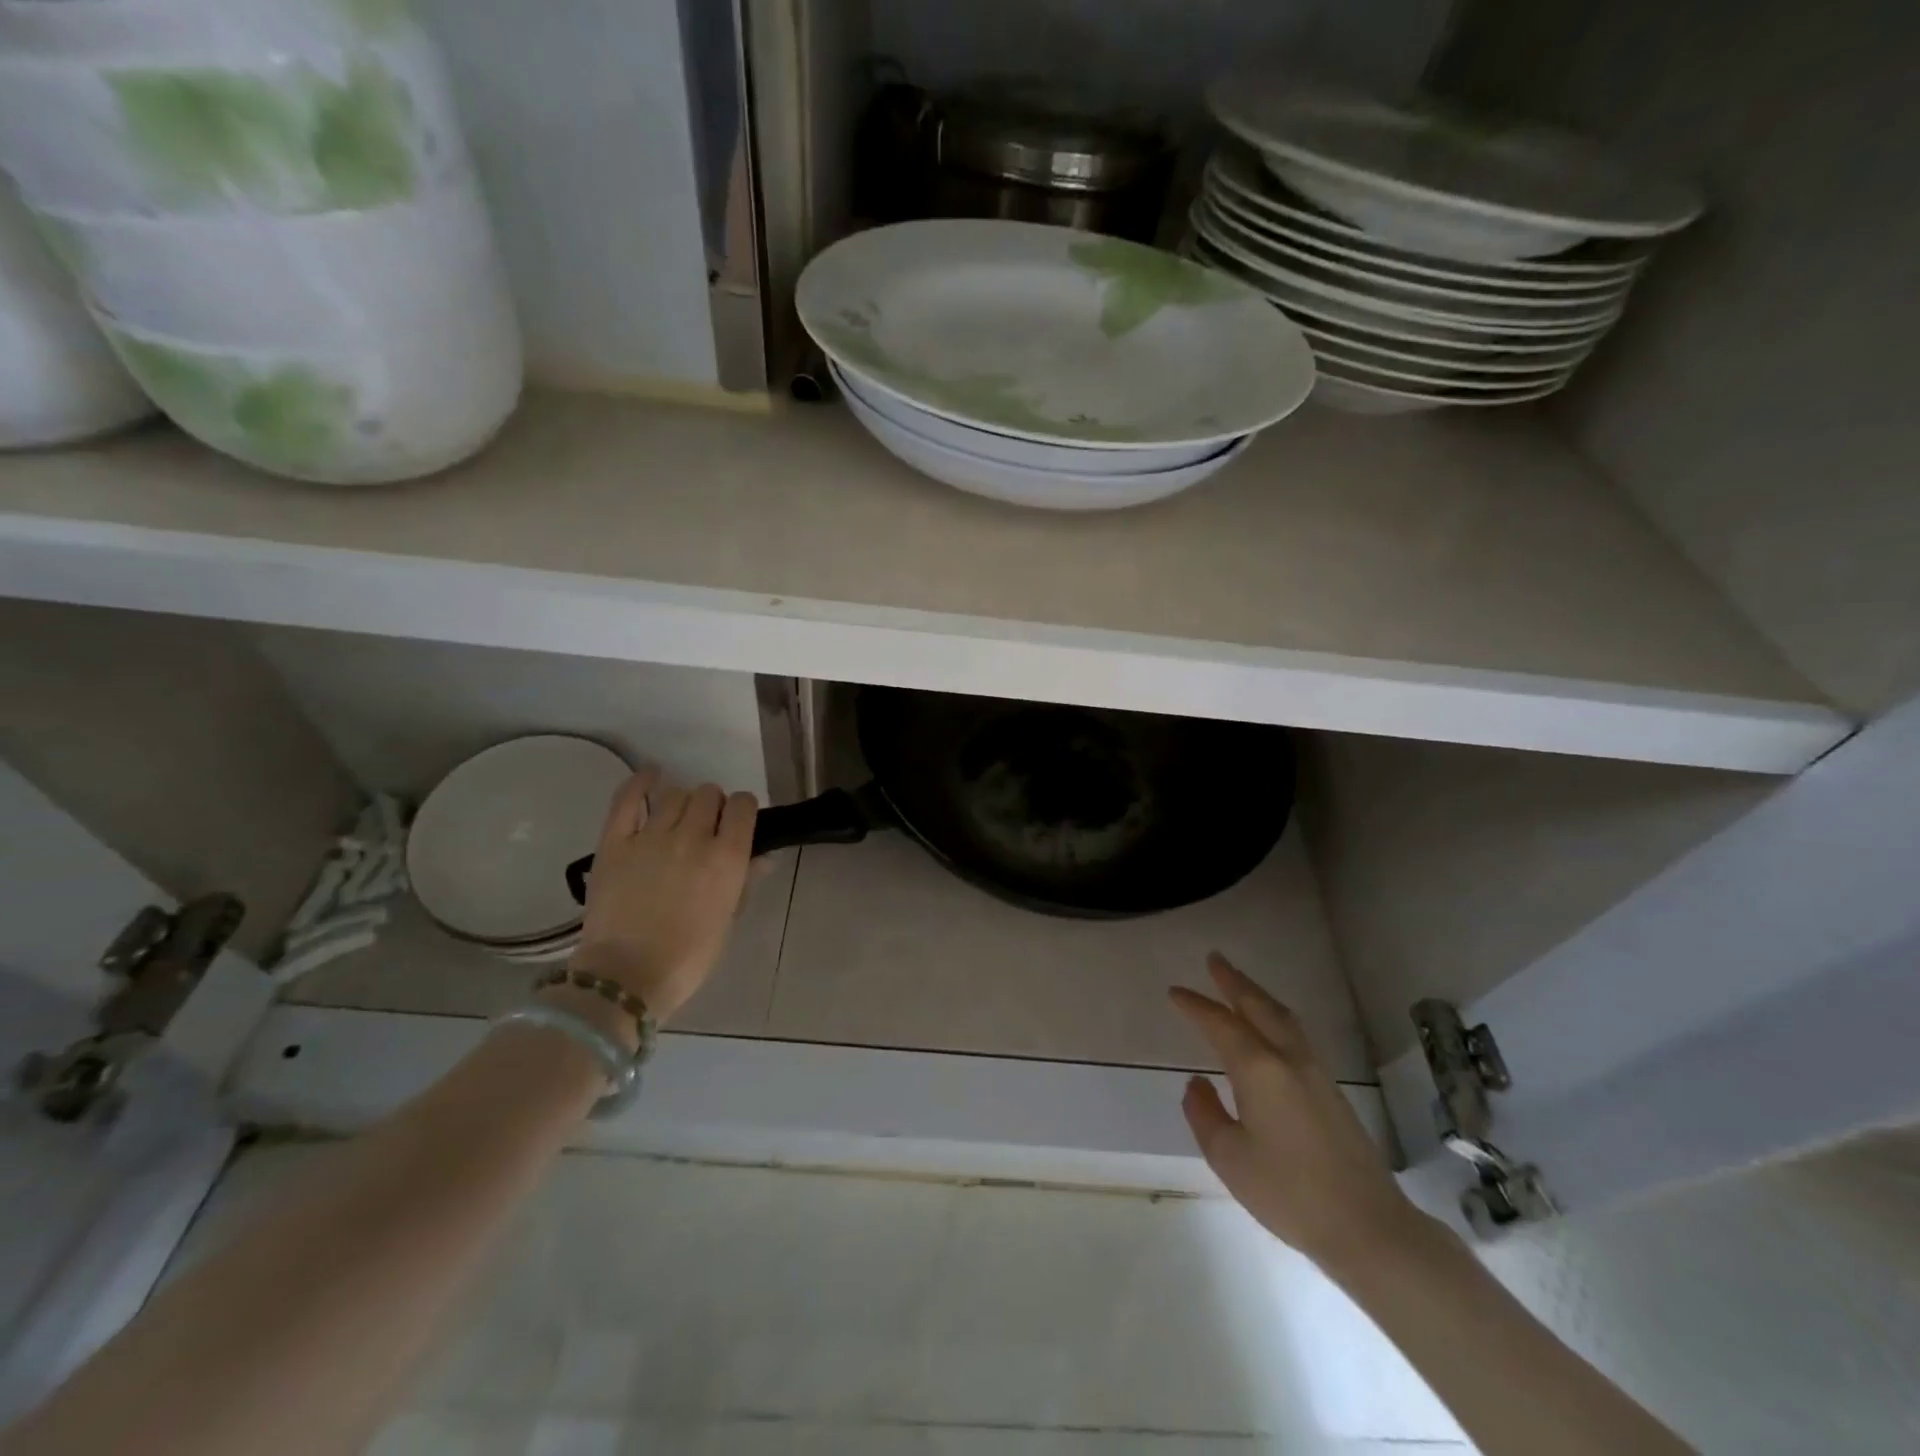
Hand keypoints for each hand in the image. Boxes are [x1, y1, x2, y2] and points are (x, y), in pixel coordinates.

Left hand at [570, 769, 758, 1022]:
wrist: (626, 976)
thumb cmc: (688, 956)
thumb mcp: (728, 919)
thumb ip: (745, 881)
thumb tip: (762, 857)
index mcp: (727, 857)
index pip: (744, 806)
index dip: (743, 810)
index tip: (738, 823)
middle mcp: (694, 837)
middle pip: (709, 795)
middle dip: (713, 806)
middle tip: (706, 828)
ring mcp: (651, 836)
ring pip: (676, 794)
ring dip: (683, 802)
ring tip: (677, 820)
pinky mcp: (615, 841)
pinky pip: (628, 798)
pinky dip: (641, 782)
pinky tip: (650, 776)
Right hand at [1170, 954, 1431, 1272]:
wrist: (1369, 1227)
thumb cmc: (1289, 1192)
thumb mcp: (1229, 1157)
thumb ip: (1205, 1113)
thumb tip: (1198, 1082)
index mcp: (1259, 1068)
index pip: (1220, 1024)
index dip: (1195, 1006)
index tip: (1174, 992)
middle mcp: (1288, 1058)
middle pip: (1258, 1006)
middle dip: (1233, 982)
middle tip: (1214, 959)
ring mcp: (1315, 1072)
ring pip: (1282, 1017)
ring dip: (1257, 995)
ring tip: (1239, 984)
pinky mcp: (1331, 1090)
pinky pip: (1296, 1034)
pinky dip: (1276, 1016)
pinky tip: (1271, 1027)